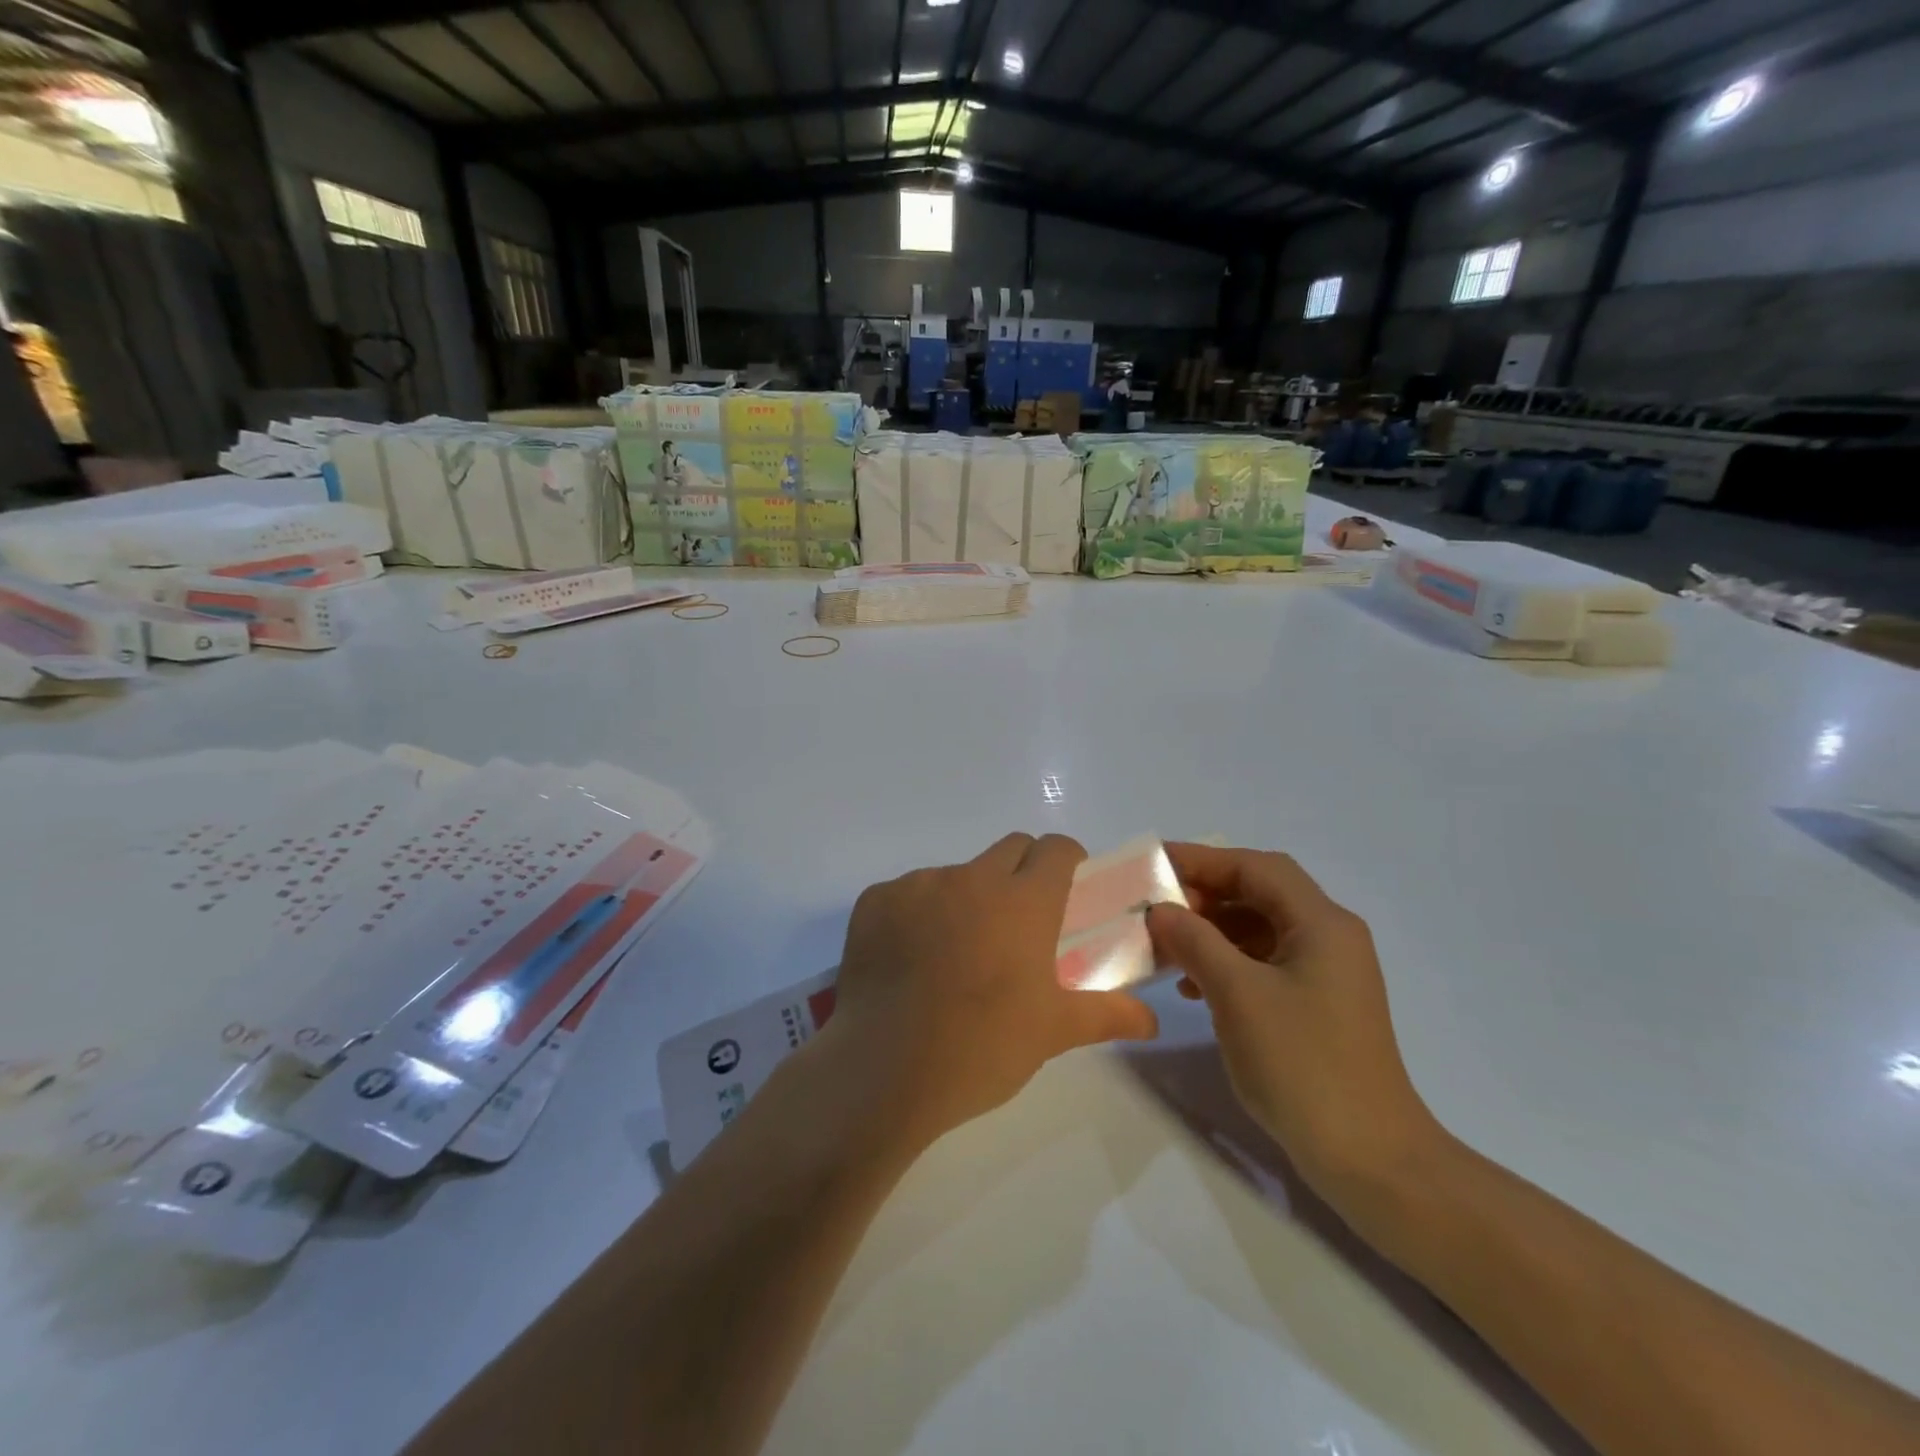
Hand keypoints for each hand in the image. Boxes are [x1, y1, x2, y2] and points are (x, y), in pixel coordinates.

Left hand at [814, 833, 1159, 1152]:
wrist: (883, 1070)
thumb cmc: (982, 1048)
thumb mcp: (1053, 1032)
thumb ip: (1107, 1014)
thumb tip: (1151, 1020)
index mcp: (1023, 901)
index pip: (1056, 848)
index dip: (1068, 863)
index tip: (1067, 892)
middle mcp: (971, 878)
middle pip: (1010, 848)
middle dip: (1023, 872)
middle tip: (1020, 924)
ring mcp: (918, 885)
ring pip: (956, 873)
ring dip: (967, 897)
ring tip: (957, 953)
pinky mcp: (875, 901)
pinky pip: (908, 893)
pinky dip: (918, 915)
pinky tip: (910, 961)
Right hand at [1146, 844, 1439, 1206]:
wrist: (1370, 1159)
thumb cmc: (1303, 1065)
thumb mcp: (1237, 994)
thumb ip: (1194, 941)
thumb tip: (1160, 909)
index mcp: (1322, 924)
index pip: (1256, 868)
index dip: (1203, 859)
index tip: (1155, 865)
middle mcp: (1330, 937)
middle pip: (1260, 894)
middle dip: (1205, 895)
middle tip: (1157, 908)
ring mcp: (1327, 973)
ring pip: (1260, 928)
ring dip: (1212, 930)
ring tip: (1168, 948)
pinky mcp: (1318, 1005)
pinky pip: (1265, 963)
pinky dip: (1227, 962)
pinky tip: (1194, 987)